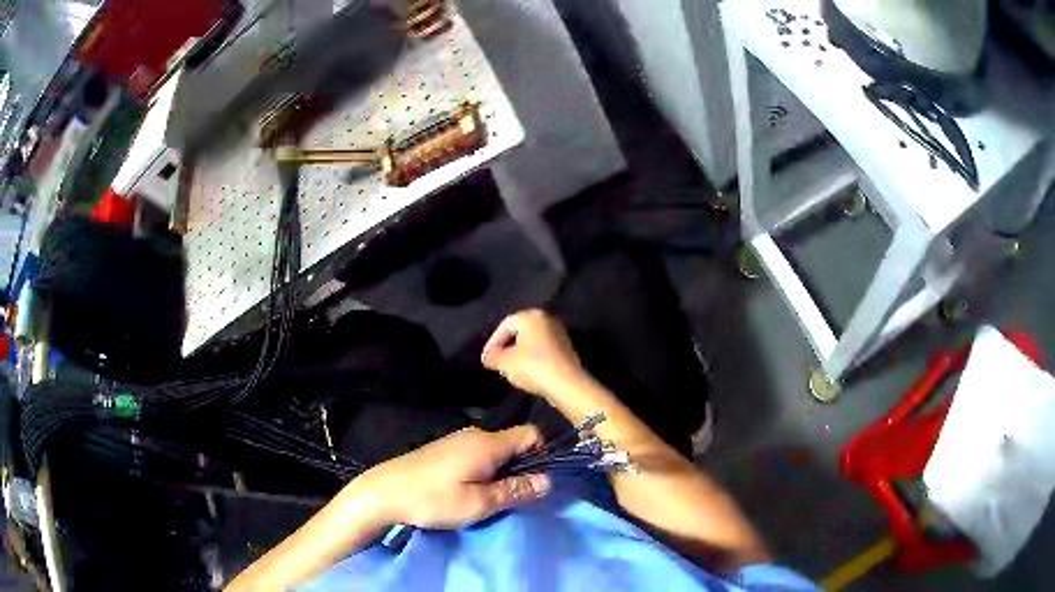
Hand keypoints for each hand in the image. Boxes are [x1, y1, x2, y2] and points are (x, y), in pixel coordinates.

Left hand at [369, 426, 550, 528]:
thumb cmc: (433, 500)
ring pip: (493, 452)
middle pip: (512, 444)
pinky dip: (480, 472)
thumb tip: (548, 480)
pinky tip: (464, 492)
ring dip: (498, 473)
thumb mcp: (479, 504)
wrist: (383, 492)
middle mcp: (474, 435)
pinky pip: (475, 455)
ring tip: (486, 498)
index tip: (534, 481)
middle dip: (519, 469)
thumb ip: (515, 491)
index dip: (541, 455)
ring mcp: (456, 440)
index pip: (530, 434)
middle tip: (510, 497)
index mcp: (488, 444)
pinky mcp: (442, 450)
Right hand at [481, 309, 585, 398]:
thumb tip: (488, 357)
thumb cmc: (533, 367)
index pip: (505, 325)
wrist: (567, 385)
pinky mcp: (566, 348)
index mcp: (531, 316)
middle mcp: (547, 319)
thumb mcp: (505, 362)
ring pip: (532, 341)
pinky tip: (527, 372)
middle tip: (497, 362)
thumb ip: (493, 356)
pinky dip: (533, 358)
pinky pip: (543, 350)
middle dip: (506, 347)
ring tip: (510, 369)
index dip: (493, 342)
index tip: (487, 359)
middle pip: (520, 331)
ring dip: (519, 353)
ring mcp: (559, 333)